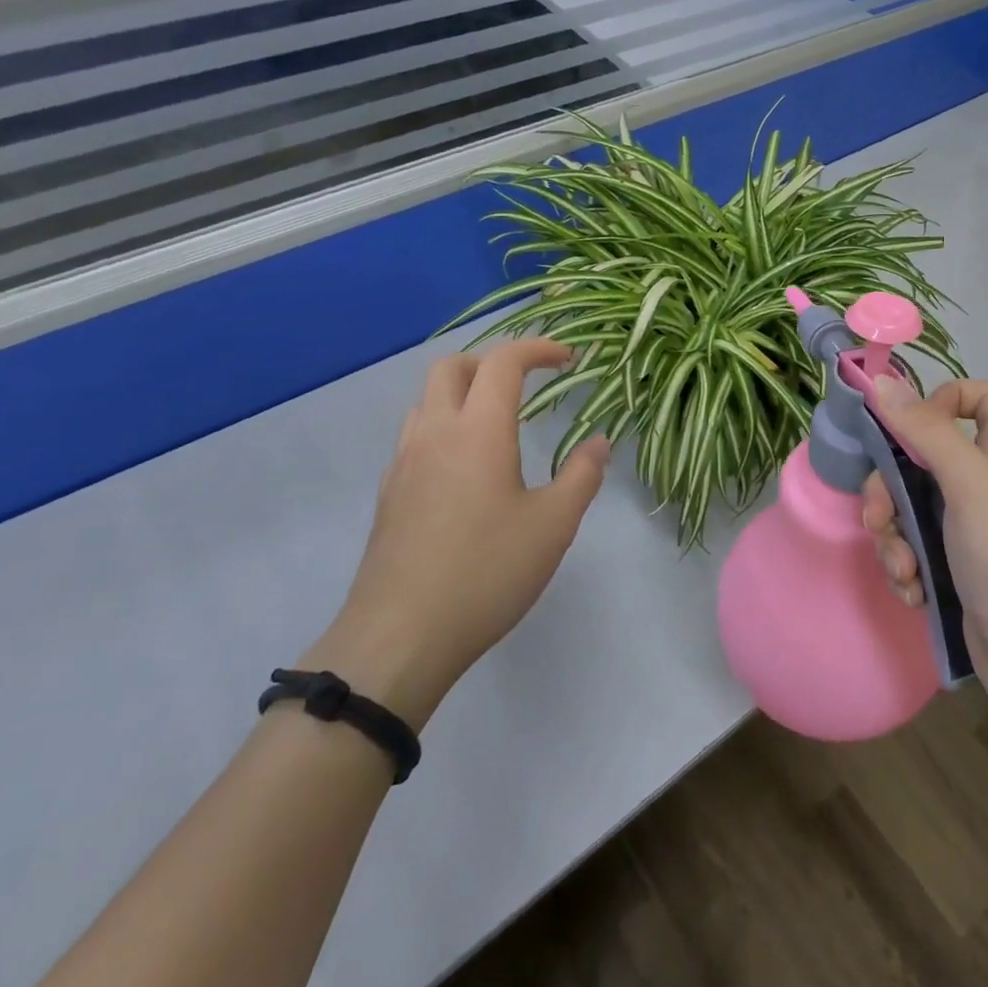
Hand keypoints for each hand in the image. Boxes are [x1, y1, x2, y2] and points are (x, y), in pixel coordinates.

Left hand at [302, 339, 610, 731]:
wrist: (399, 638)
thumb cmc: (485, 573)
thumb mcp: (553, 526)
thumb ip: (582, 476)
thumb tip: (598, 442)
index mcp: (478, 430)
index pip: (503, 361)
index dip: (538, 348)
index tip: (568, 358)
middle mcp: (434, 433)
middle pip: (452, 366)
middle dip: (493, 360)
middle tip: (528, 382)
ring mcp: (403, 462)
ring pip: (427, 399)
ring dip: (463, 390)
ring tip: (498, 420)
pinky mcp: (389, 493)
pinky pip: (415, 434)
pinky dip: (444, 424)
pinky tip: (466, 467)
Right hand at [862, 375, 987, 722]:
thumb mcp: (969, 483)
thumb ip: (926, 430)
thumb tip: (881, 382)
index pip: (983, 396)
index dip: (947, 399)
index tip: (913, 427)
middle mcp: (987, 482)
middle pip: (924, 453)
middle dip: (891, 487)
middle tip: (882, 517)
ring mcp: (970, 526)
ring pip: (909, 503)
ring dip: (893, 535)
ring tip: (902, 569)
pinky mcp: (954, 563)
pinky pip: (914, 544)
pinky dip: (905, 565)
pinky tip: (912, 592)